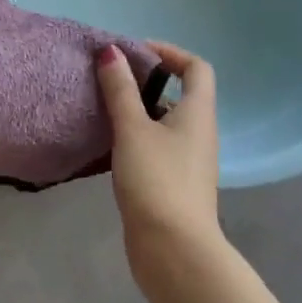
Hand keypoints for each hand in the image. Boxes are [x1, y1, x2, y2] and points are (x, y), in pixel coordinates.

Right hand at [97, 41, 222, 267]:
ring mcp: (187, 161)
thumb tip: (111, 50)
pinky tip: (108, 143)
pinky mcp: (173, 184)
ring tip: (103, 106)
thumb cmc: (157, 181)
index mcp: (197, 114)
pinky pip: (155, 146)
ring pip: (164, 121)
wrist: (173, 251)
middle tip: (111, 77)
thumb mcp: (133, 129)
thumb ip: (120, 89)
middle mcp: (199, 133)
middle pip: (179, 93)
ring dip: (137, 109)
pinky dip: (135, 136)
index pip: (197, 68)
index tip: (135, 52)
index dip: (169, 52)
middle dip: (146, 79)